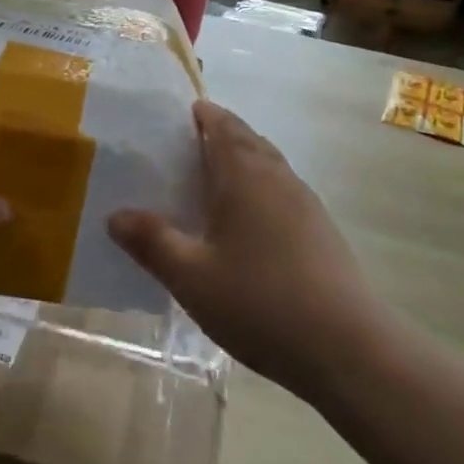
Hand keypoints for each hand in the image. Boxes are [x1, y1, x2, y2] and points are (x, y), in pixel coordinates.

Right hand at [108, 101, 398, 405]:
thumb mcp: (191, 276)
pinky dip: (260, 191)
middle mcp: (279, 179)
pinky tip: (247, 227)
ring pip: (270, 167)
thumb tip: (115, 216)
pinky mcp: (322, 233)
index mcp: (245, 176)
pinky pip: (282, 193)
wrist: (348, 349)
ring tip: (212, 184)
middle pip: (249, 141)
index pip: (224, 127)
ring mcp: (306, 205)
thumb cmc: (260, 303)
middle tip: (187, 148)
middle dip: (222, 135)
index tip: (183, 113)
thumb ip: (152, 242)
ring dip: (242, 163)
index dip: (204, 115)